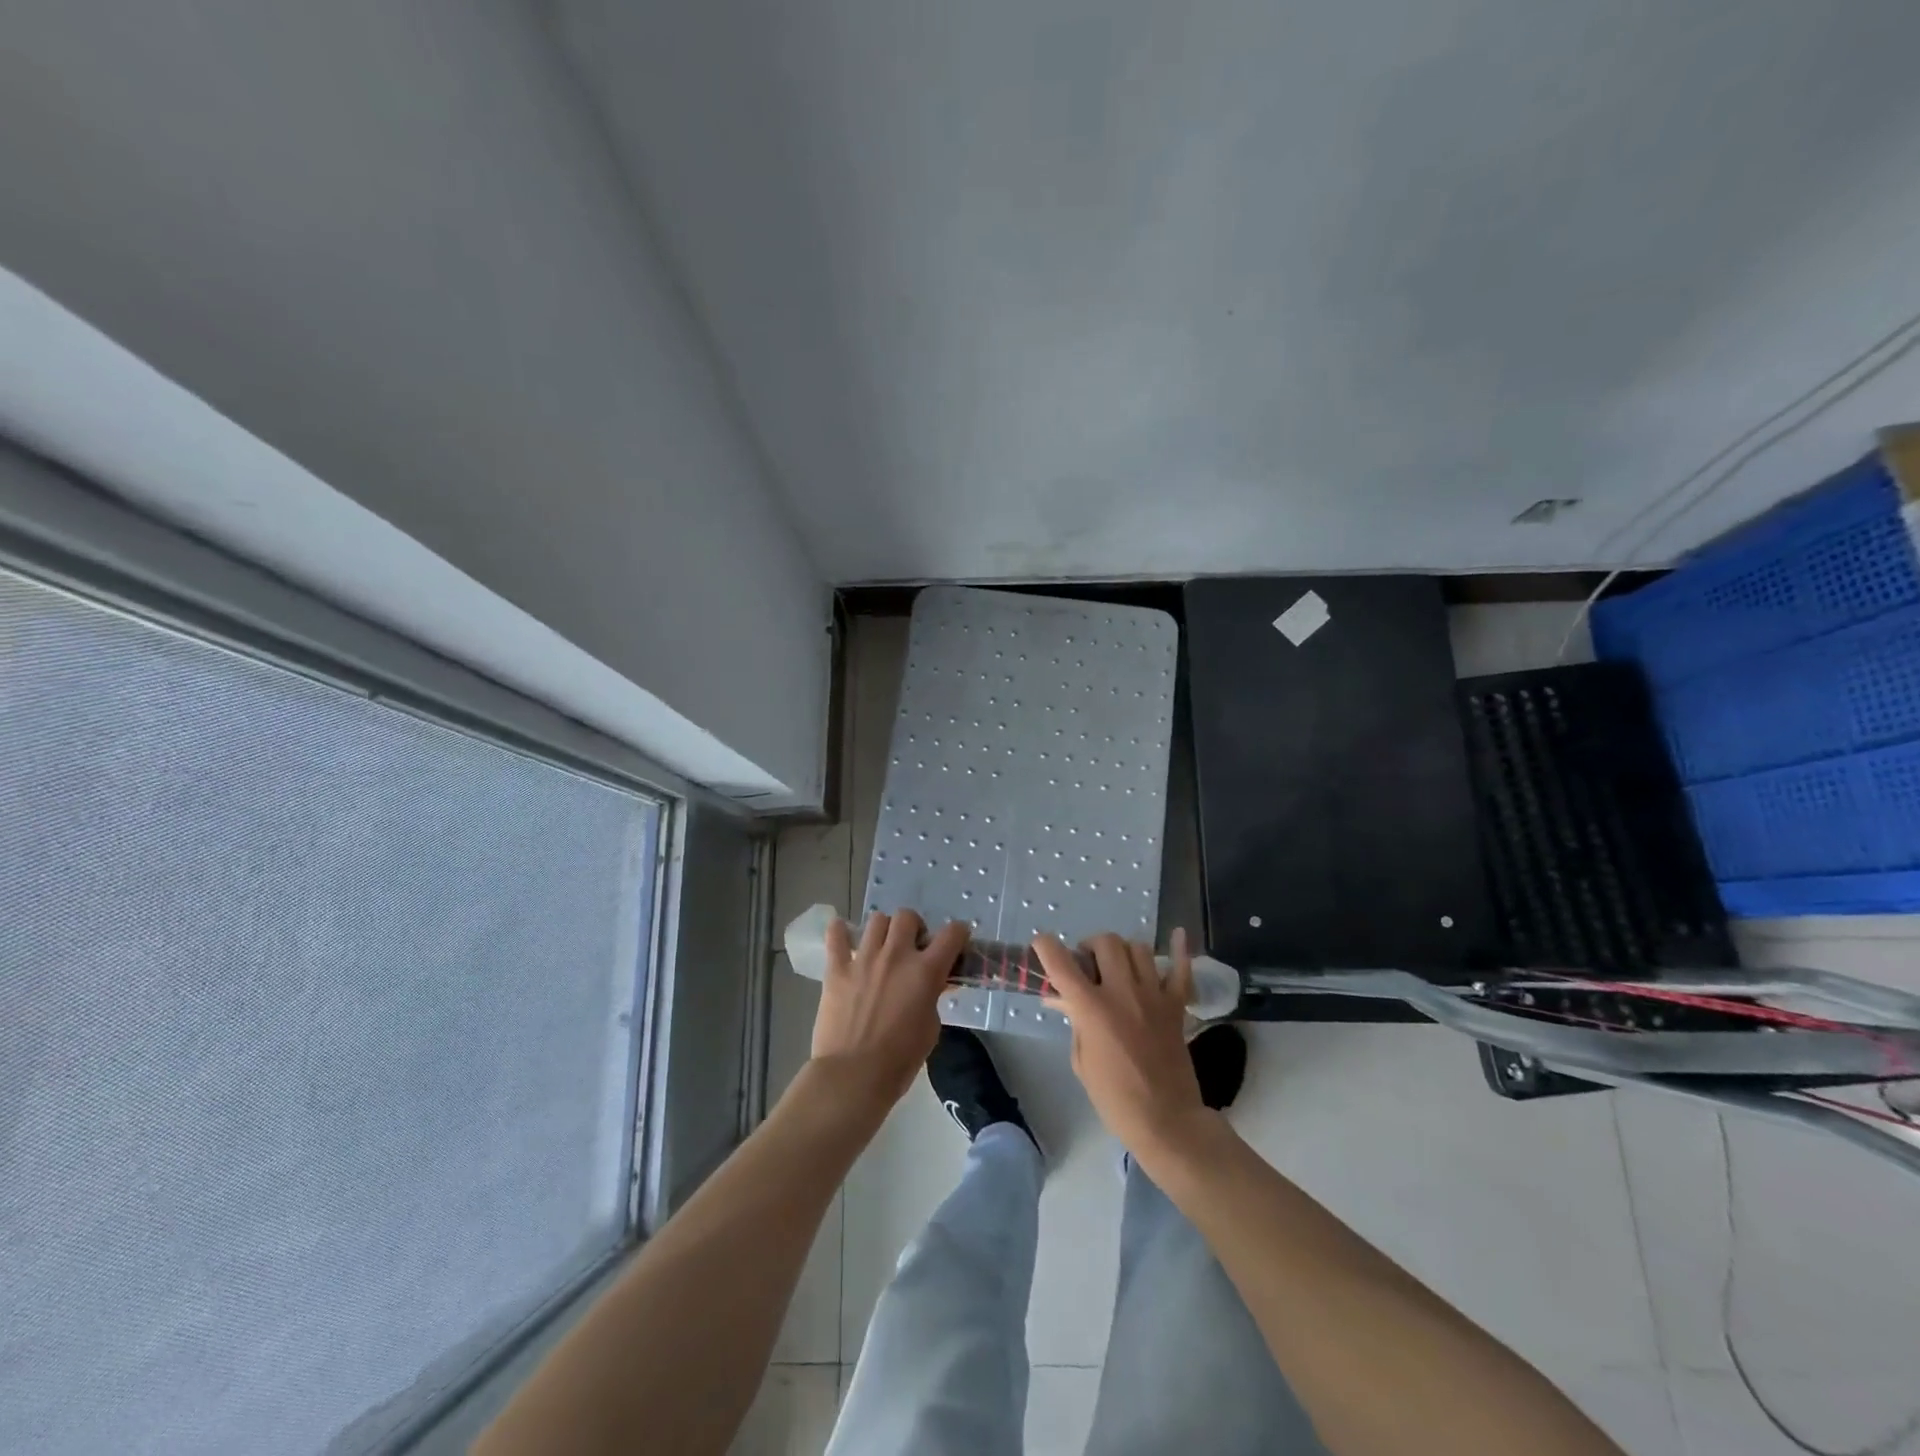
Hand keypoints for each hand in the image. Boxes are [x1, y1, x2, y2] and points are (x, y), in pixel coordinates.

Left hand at [812, 909, 968, 1108]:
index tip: (956, 942)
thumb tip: (932, 984)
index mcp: (925, 971)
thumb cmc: (900, 1059)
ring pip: (876, 920)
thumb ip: (933, 997)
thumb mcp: (930, 1027)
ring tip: (881, 947)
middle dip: (914, 927)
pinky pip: (835, 936)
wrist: (854, 1075)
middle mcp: (896, 955)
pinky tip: (842, 935)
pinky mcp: (837, 969)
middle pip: (908, 916)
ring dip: (883, 930)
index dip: (958, 934)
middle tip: (912, 947)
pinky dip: (839, 931)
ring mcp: (864, 959)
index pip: (952, 934)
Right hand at [1036, 928, 1207, 1157]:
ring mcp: (1153, 996)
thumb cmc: (1115, 1098)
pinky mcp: (1176, 1006)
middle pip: (1106, 943)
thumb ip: (1075, 1022)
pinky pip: (1182, 970)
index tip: (1042, 943)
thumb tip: (1063, 1000)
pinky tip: (1176, 934)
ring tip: (1118, 966)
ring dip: (1123, 951)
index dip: (1047, 947)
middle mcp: (1122, 992)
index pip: (1062, 964)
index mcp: (1092, 1009)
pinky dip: (1180, 950)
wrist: (1166, 1121)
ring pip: (1138, 949)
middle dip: (1091, 946)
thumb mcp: (1082, 1061)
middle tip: (1088, 964)